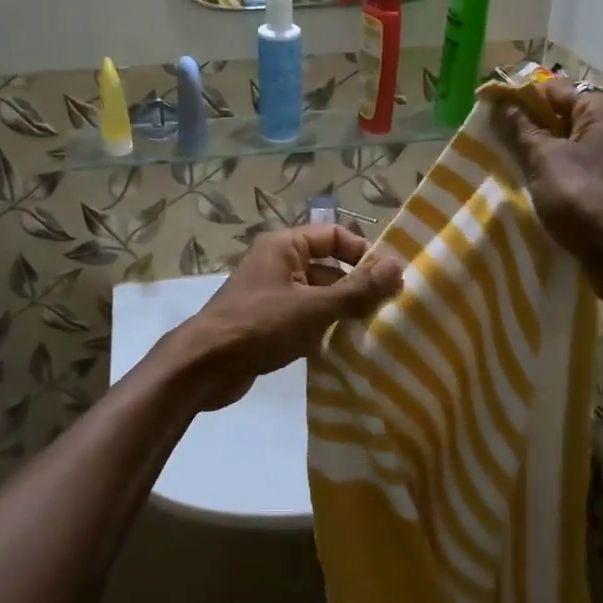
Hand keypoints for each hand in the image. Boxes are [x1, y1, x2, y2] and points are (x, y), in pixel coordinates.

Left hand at [172, 225, 403, 410]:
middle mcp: (278, 264)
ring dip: (342, 312)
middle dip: (356, 288)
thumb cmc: (259, 325)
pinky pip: (305, 319)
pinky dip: (323, 331)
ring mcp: (272, 295)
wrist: (205, 366)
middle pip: (328, 267)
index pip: (334, 235)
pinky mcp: (268, 323)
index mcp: (284, 246)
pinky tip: (344, 350)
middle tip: (388, 310)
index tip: (390, 278)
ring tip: (373, 332)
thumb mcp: (313, 307)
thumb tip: (398, 266)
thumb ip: (356, 289)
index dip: (363, 253)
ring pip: (318, 296)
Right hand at [493, 80, 602, 304]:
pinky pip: (588, 168)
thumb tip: (502, 103)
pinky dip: (565, 172)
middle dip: (533, 127)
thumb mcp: (545, 161)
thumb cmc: (586, 199)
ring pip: (576, 144)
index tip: (492, 115)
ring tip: (517, 167)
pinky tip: (545, 188)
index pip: (553, 89)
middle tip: (500, 143)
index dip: (520, 99)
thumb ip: (522, 130)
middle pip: (567, 115)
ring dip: (548, 153)